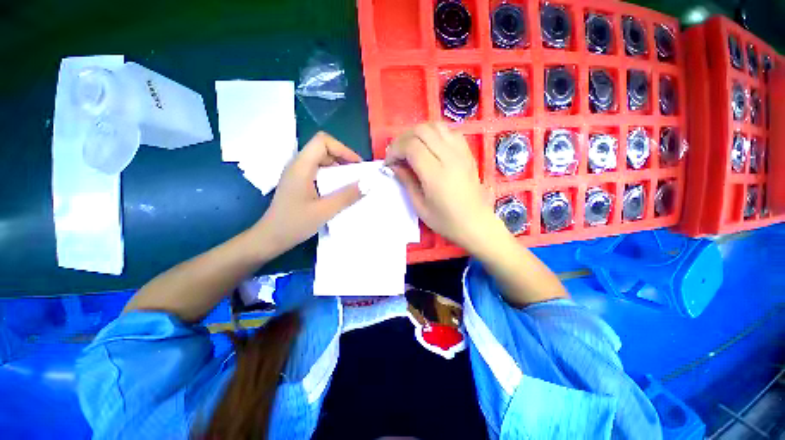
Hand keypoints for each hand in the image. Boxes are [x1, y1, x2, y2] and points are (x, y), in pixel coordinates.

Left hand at [253, 132, 363, 256]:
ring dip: (338, 167)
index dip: (343, 149)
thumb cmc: (294, 224)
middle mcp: (297, 165)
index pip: (322, 141)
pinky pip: (318, 171)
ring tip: (351, 182)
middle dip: (343, 158)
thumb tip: (367, 184)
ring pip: (321, 159)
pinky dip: (331, 175)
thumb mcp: (324, 211)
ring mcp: (296, 174)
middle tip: (357, 174)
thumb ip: (347, 196)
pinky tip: (338, 189)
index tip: (357, 165)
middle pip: (323, 148)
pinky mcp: (298, 182)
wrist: (270, 238)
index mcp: (301, 167)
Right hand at [385, 123, 502, 252]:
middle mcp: (450, 158)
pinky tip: (430, 146)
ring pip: (436, 126)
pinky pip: (449, 131)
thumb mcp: (420, 206)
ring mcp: (461, 153)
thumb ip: (406, 182)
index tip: (389, 162)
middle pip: (422, 130)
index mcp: (436, 174)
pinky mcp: (467, 153)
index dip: (395, 150)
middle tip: (397, 154)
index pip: (411, 146)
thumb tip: (394, 165)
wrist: (475, 224)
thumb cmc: (446, 221)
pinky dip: (435, 133)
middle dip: (403, 138)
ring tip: (411, 147)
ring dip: (419, 132)